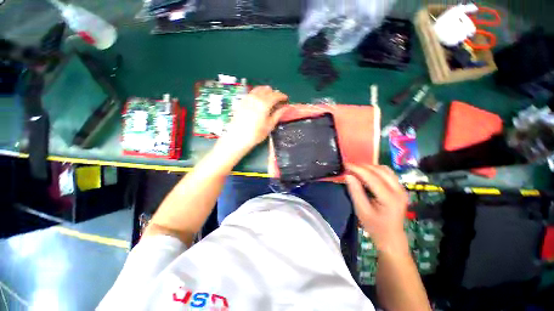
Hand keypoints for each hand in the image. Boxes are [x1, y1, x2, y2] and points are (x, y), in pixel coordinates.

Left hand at [222, 86, 287, 151]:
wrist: (238, 137)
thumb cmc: (256, 134)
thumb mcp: (270, 125)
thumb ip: (278, 114)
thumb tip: (286, 107)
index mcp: (264, 104)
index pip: (275, 95)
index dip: (282, 96)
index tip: (286, 99)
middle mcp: (255, 98)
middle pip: (267, 90)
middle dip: (274, 93)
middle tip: (278, 100)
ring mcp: (247, 98)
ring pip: (258, 89)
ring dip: (265, 91)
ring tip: (269, 97)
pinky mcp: (241, 101)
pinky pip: (251, 93)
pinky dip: (257, 93)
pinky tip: (258, 99)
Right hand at [345, 164, 409, 253]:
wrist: (392, 237)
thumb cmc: (375, 227)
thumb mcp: (362, 211)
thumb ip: (355, 192)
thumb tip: (348, 176)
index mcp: (389, 198)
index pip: (372, 177)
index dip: (358, 169)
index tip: (345, 164)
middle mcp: (399, 191)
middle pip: (380, 170)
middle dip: (363, 166)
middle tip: (349, 167)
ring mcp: (402, 189)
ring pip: (385, 169)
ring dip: (370, 167)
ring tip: (357, 170)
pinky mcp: (401, 189)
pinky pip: (388, 173)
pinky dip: (376, 170)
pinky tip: (367, 174)